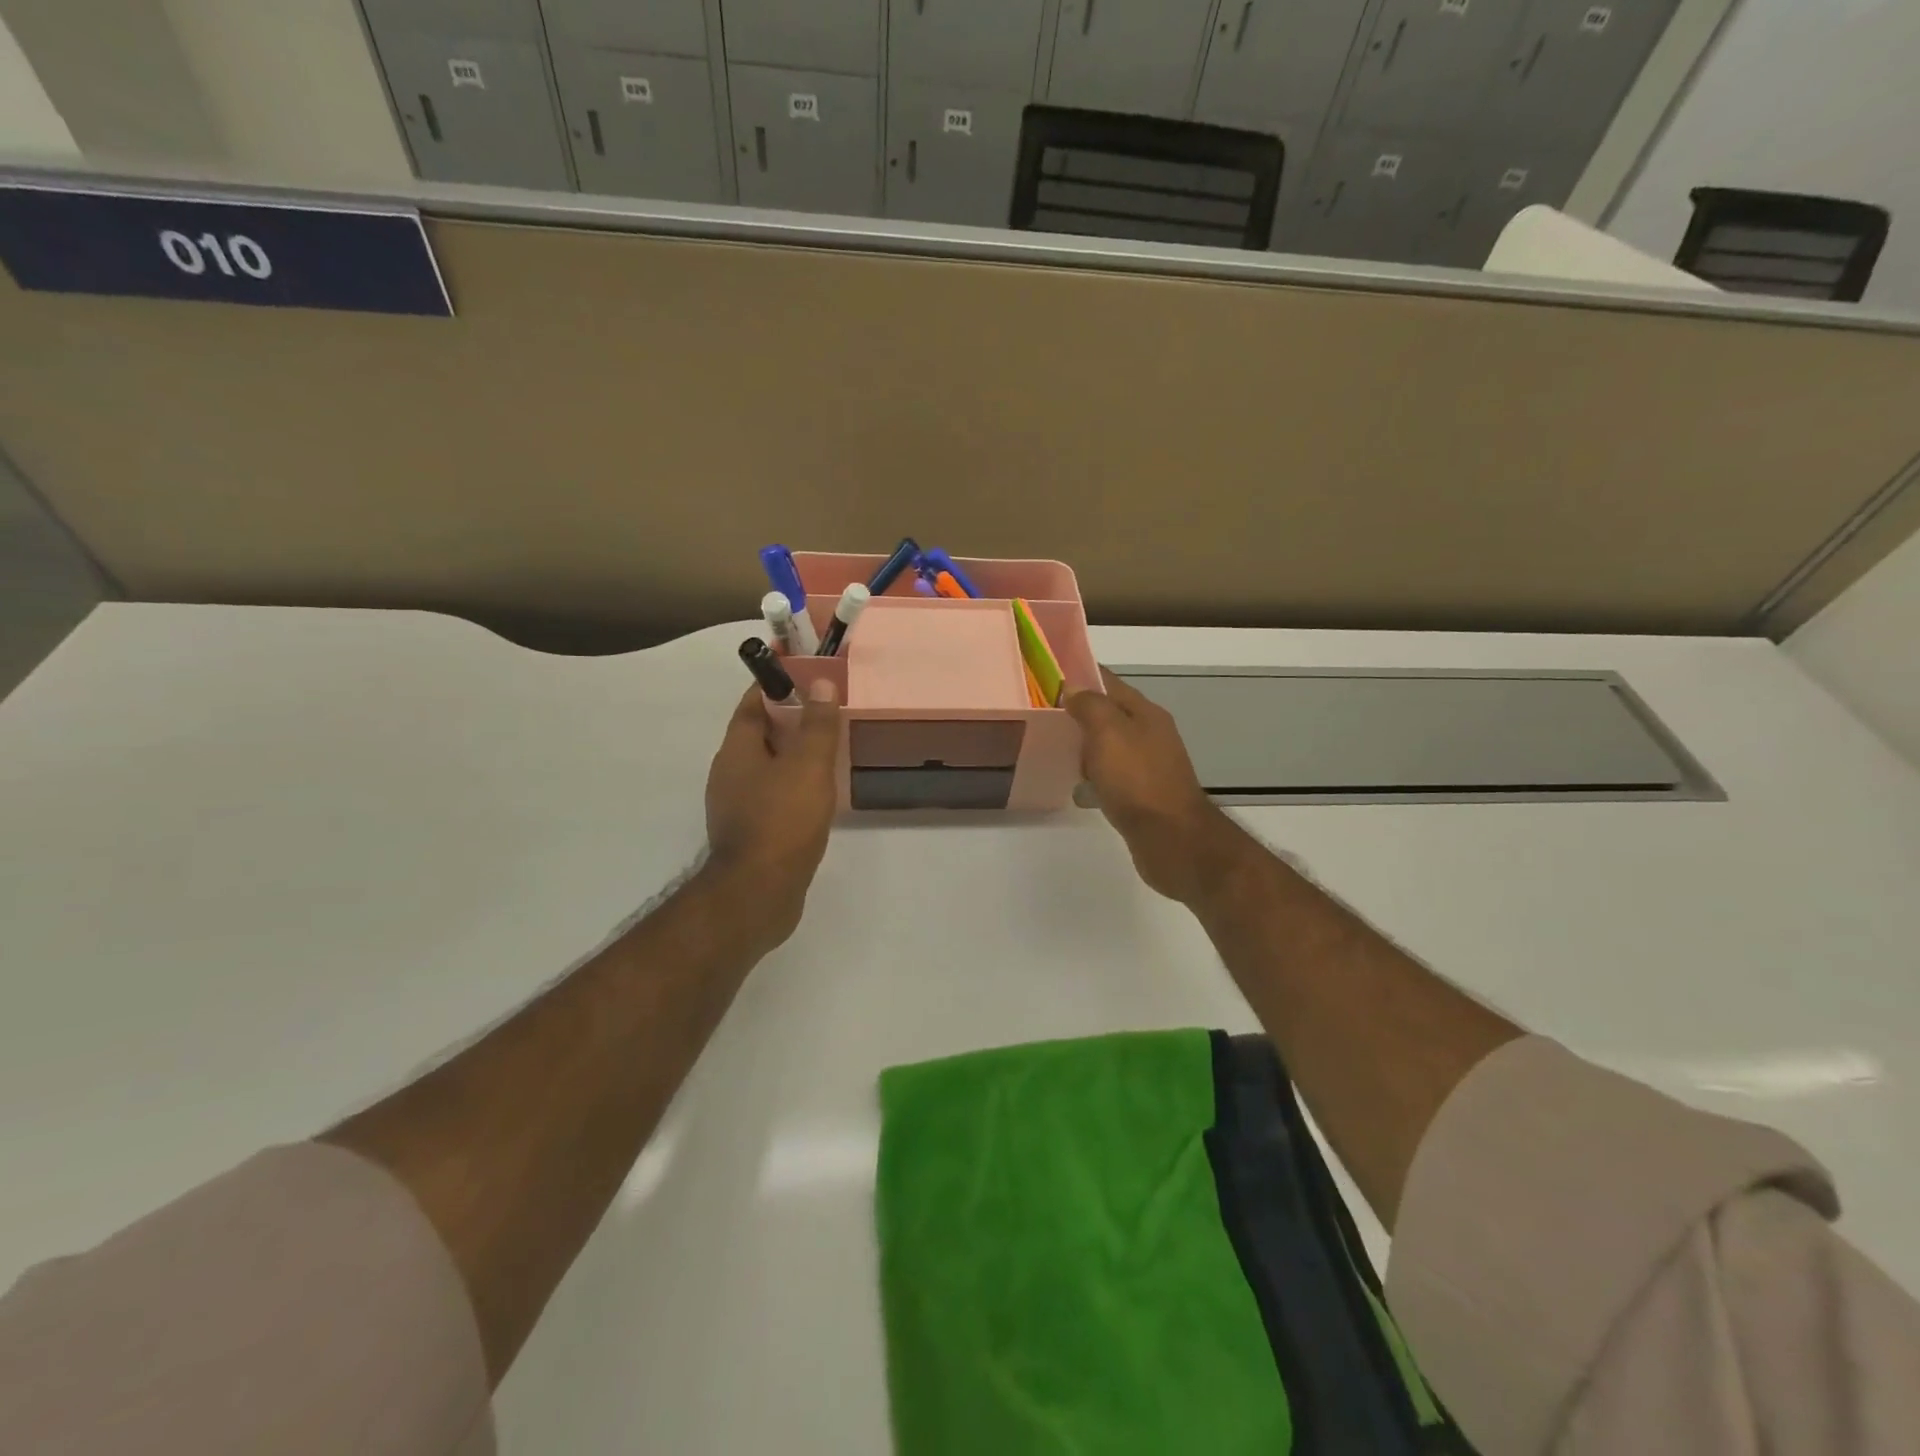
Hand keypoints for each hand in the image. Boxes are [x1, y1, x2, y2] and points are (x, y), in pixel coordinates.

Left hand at [702, 678, 841, 947]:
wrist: (759, 893)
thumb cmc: (782, 821)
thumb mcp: (808, 765)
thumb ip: (817, 725)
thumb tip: (821, 683)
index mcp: (737, 750)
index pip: (753, 702)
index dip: (778, 684)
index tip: (809, 675)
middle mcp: (730, 773)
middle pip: (760, 733)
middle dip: (792, 719)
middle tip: (829, 712)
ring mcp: (737, 805)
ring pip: (768, 766)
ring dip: (794, 755)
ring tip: (830, 750)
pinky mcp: (751, 832)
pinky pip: (773, 795)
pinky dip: (794, 785)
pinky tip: (819, 794)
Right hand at [1065, 668, 1248, 906]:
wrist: (1171, 838)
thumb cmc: (1137, 780)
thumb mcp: (1108, 732)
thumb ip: (1090, 706)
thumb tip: (1072, 688)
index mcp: (1145, 713)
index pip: (1109, 682)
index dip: (1079, 675)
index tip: (1047, 676)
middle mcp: (1150, 734)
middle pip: (1109, 713)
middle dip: (1079, 710)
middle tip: (1041, 713)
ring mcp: (1148, 765)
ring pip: (1110, 744)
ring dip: (1085, 743)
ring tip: (1052, 745)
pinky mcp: (1142, 793)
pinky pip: (1112, 773)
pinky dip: (1094, 772)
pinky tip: (1076, 782)